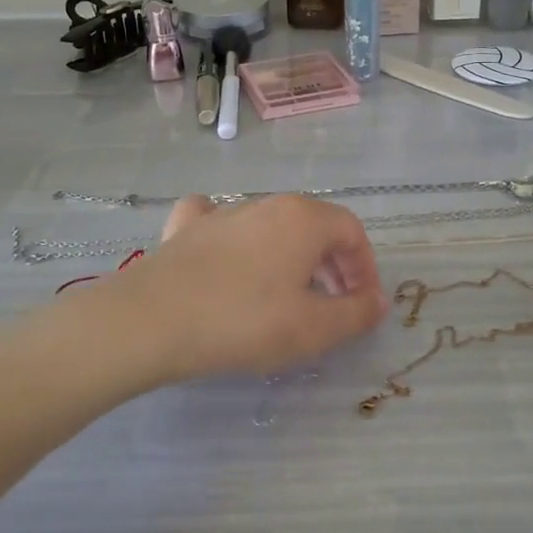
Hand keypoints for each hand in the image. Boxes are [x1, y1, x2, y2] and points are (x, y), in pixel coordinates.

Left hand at [93, 194, 388, 380]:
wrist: (152, 320)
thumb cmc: (244, 321)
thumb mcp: (313, 328)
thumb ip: (355, 313)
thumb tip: (380, 300)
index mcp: (304, 219)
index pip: (352, 232)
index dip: (365, 268)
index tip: (362, 304)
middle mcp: (267, 204)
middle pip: (314, 226)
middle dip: (331, 264)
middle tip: (332, 305)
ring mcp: (223, 212)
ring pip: (271, 225)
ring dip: (290, 256)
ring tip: (286, 294)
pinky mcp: (186, 228)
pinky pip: (219, 221)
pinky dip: (233, 235)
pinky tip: (226, 252)